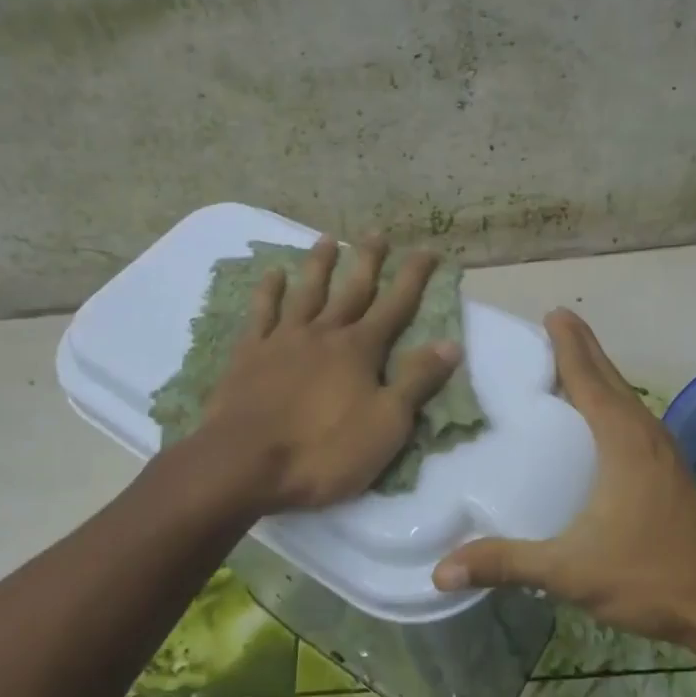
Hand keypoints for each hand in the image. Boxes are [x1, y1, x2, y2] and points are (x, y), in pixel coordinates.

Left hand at [200, 235, 460, 511]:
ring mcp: (283, 340)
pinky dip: (268, 291)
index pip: (396, 306)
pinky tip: (273, 274)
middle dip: (368, 261)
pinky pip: (261, 313)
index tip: (428, 249)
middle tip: (377, 233)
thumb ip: (417, 382)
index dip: (413, 277)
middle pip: (351, 290)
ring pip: (306, 292)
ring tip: (327, 239)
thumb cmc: (323, 451)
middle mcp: (324, 333)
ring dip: (319, 265)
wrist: (244, 463)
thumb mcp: (386, 425)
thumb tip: (451, 344)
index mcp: (360, 350)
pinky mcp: (249, 354)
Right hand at [431, 309, 695, 643]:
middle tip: (553, 324)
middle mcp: (644, 433)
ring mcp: (662, 450)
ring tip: (567, 360)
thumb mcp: (570, 570)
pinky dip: (610, 398)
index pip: (588, 378)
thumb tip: (441, 569)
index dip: (568, 344)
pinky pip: (632, 416)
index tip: (551, 313)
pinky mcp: (667, 469)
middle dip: (582, 347)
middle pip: (609, 377)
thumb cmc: (647, 574)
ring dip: (598, 372)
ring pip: (624, 395)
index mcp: (621, 440)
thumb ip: (506, 563)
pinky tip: (595, 415)